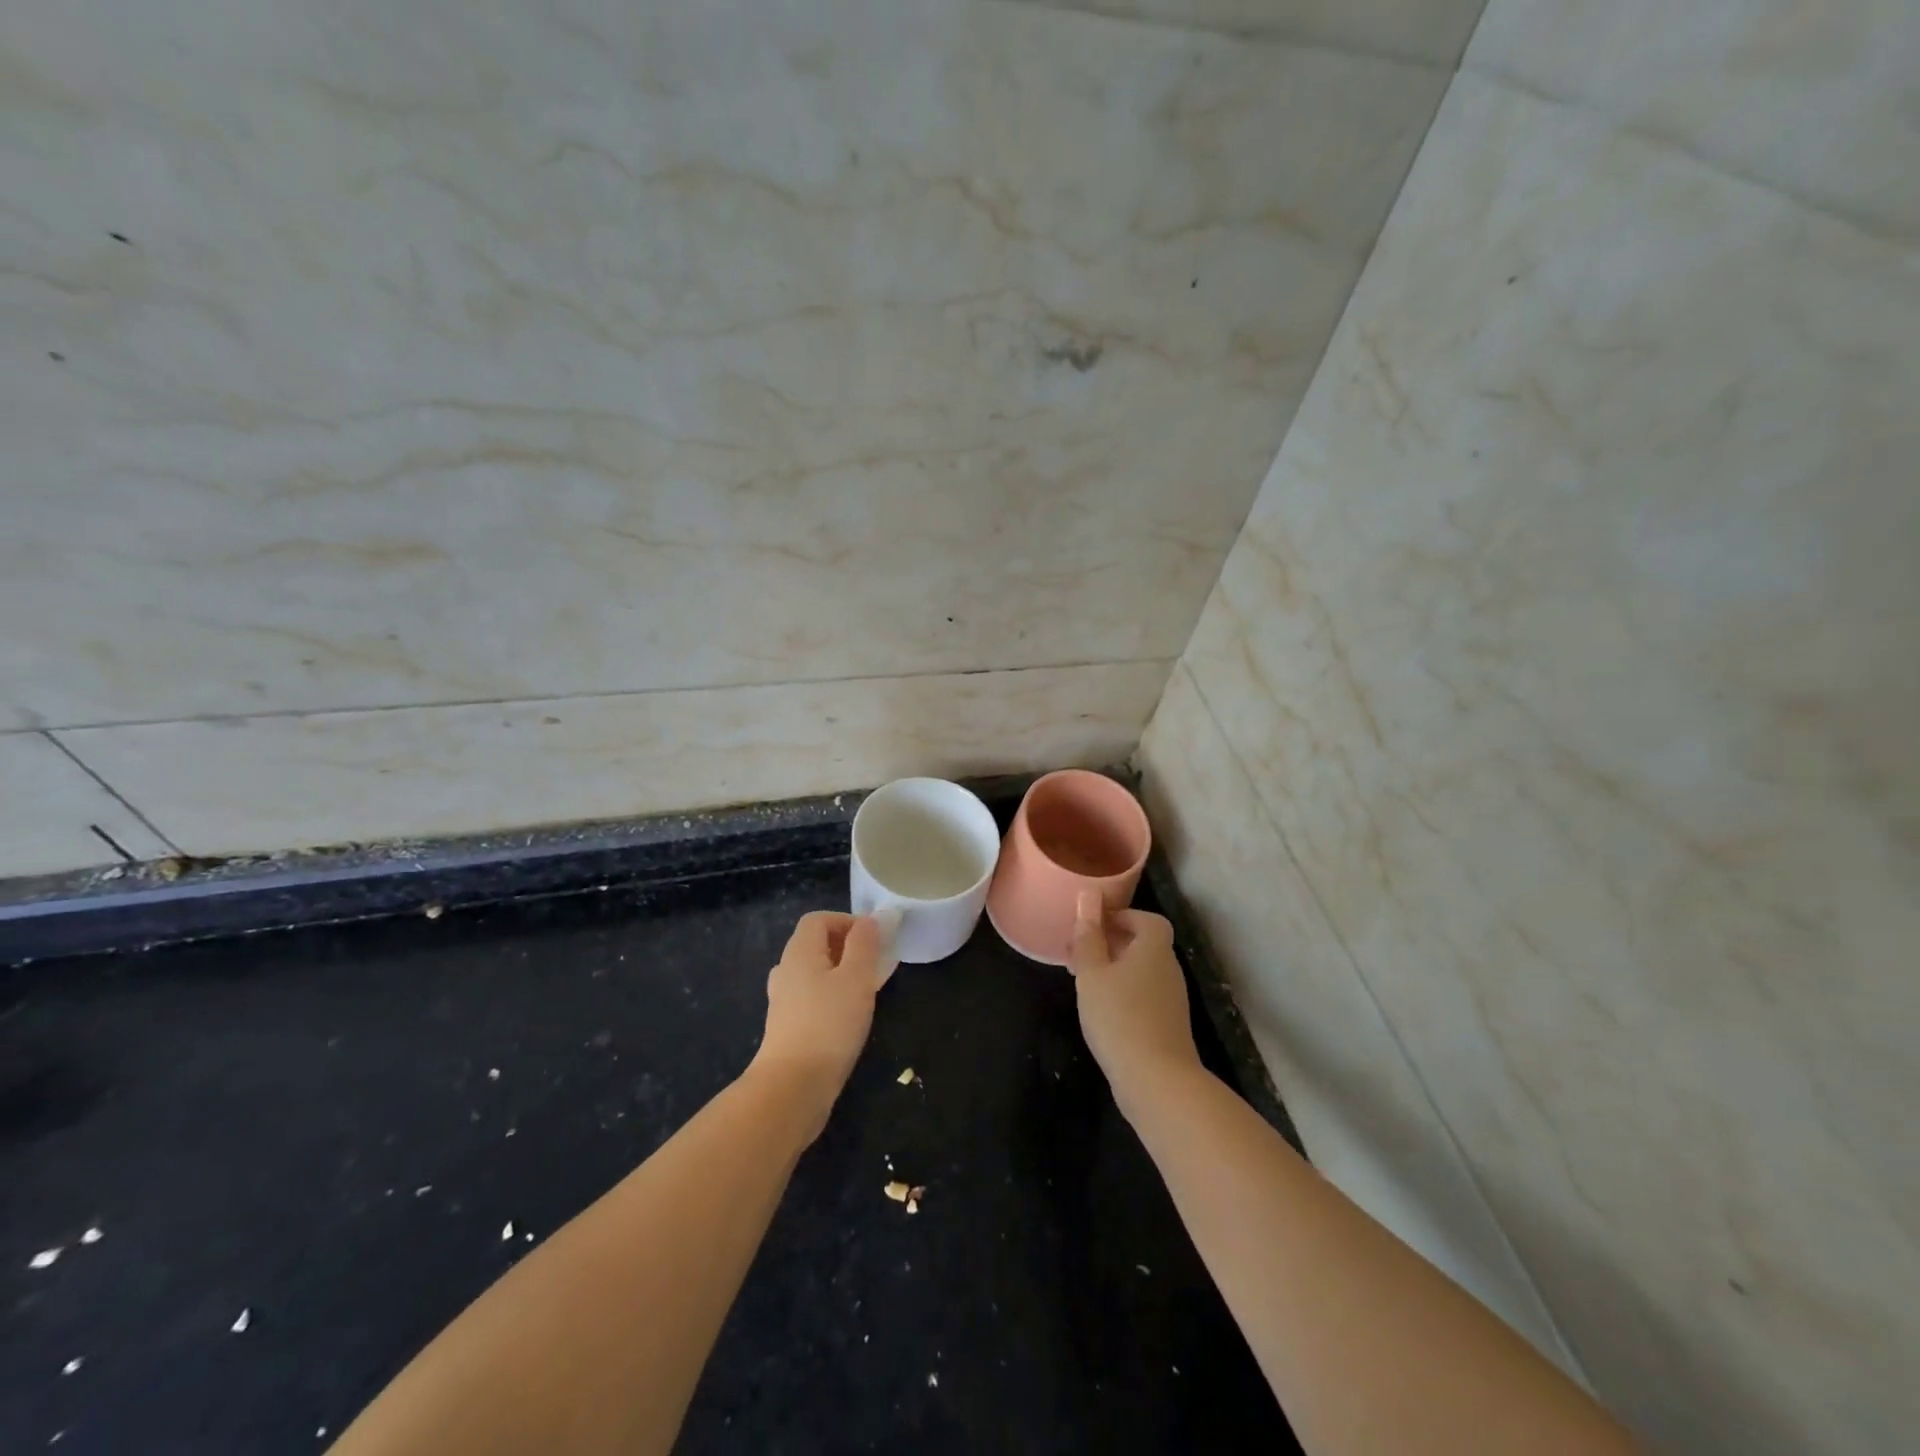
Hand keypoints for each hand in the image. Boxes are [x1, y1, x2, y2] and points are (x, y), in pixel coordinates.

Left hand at [753, 912, 883, 1131]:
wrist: (793, 1087)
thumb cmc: (829, 1024)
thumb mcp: (857, 978)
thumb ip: (865, 944)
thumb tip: (869, 919)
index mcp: (799, 952)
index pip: (818, 919)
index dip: (846, 921)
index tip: (873, 939)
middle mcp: (786, 971)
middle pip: (815, 944)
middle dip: (847, 948)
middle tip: (874, 965)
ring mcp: (783, 1001)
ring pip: (814, 973)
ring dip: (841, 974)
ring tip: (866, 990)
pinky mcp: (787, 1027)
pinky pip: (811, 997)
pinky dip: (831, 997)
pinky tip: (849, 1018)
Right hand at [1069, 893, 1201, 1118]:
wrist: (1156, 1081)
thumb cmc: (1120, 1017)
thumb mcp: (1093, 972)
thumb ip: (1089, 935)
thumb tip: (1089, 895)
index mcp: (1154, 948)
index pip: (1148, 919)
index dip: (1122, 916)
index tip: (1091, 924)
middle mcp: (1168, 969)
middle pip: (1143, 944)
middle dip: (1110, 943)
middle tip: (1077, 952)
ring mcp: (1170, 1000)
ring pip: (1140, 972)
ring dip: (1113, 969)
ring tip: (1082, 981)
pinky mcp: (1166, 1026)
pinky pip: (1142, 996)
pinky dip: (1121, 993)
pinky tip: (1099, 1010)